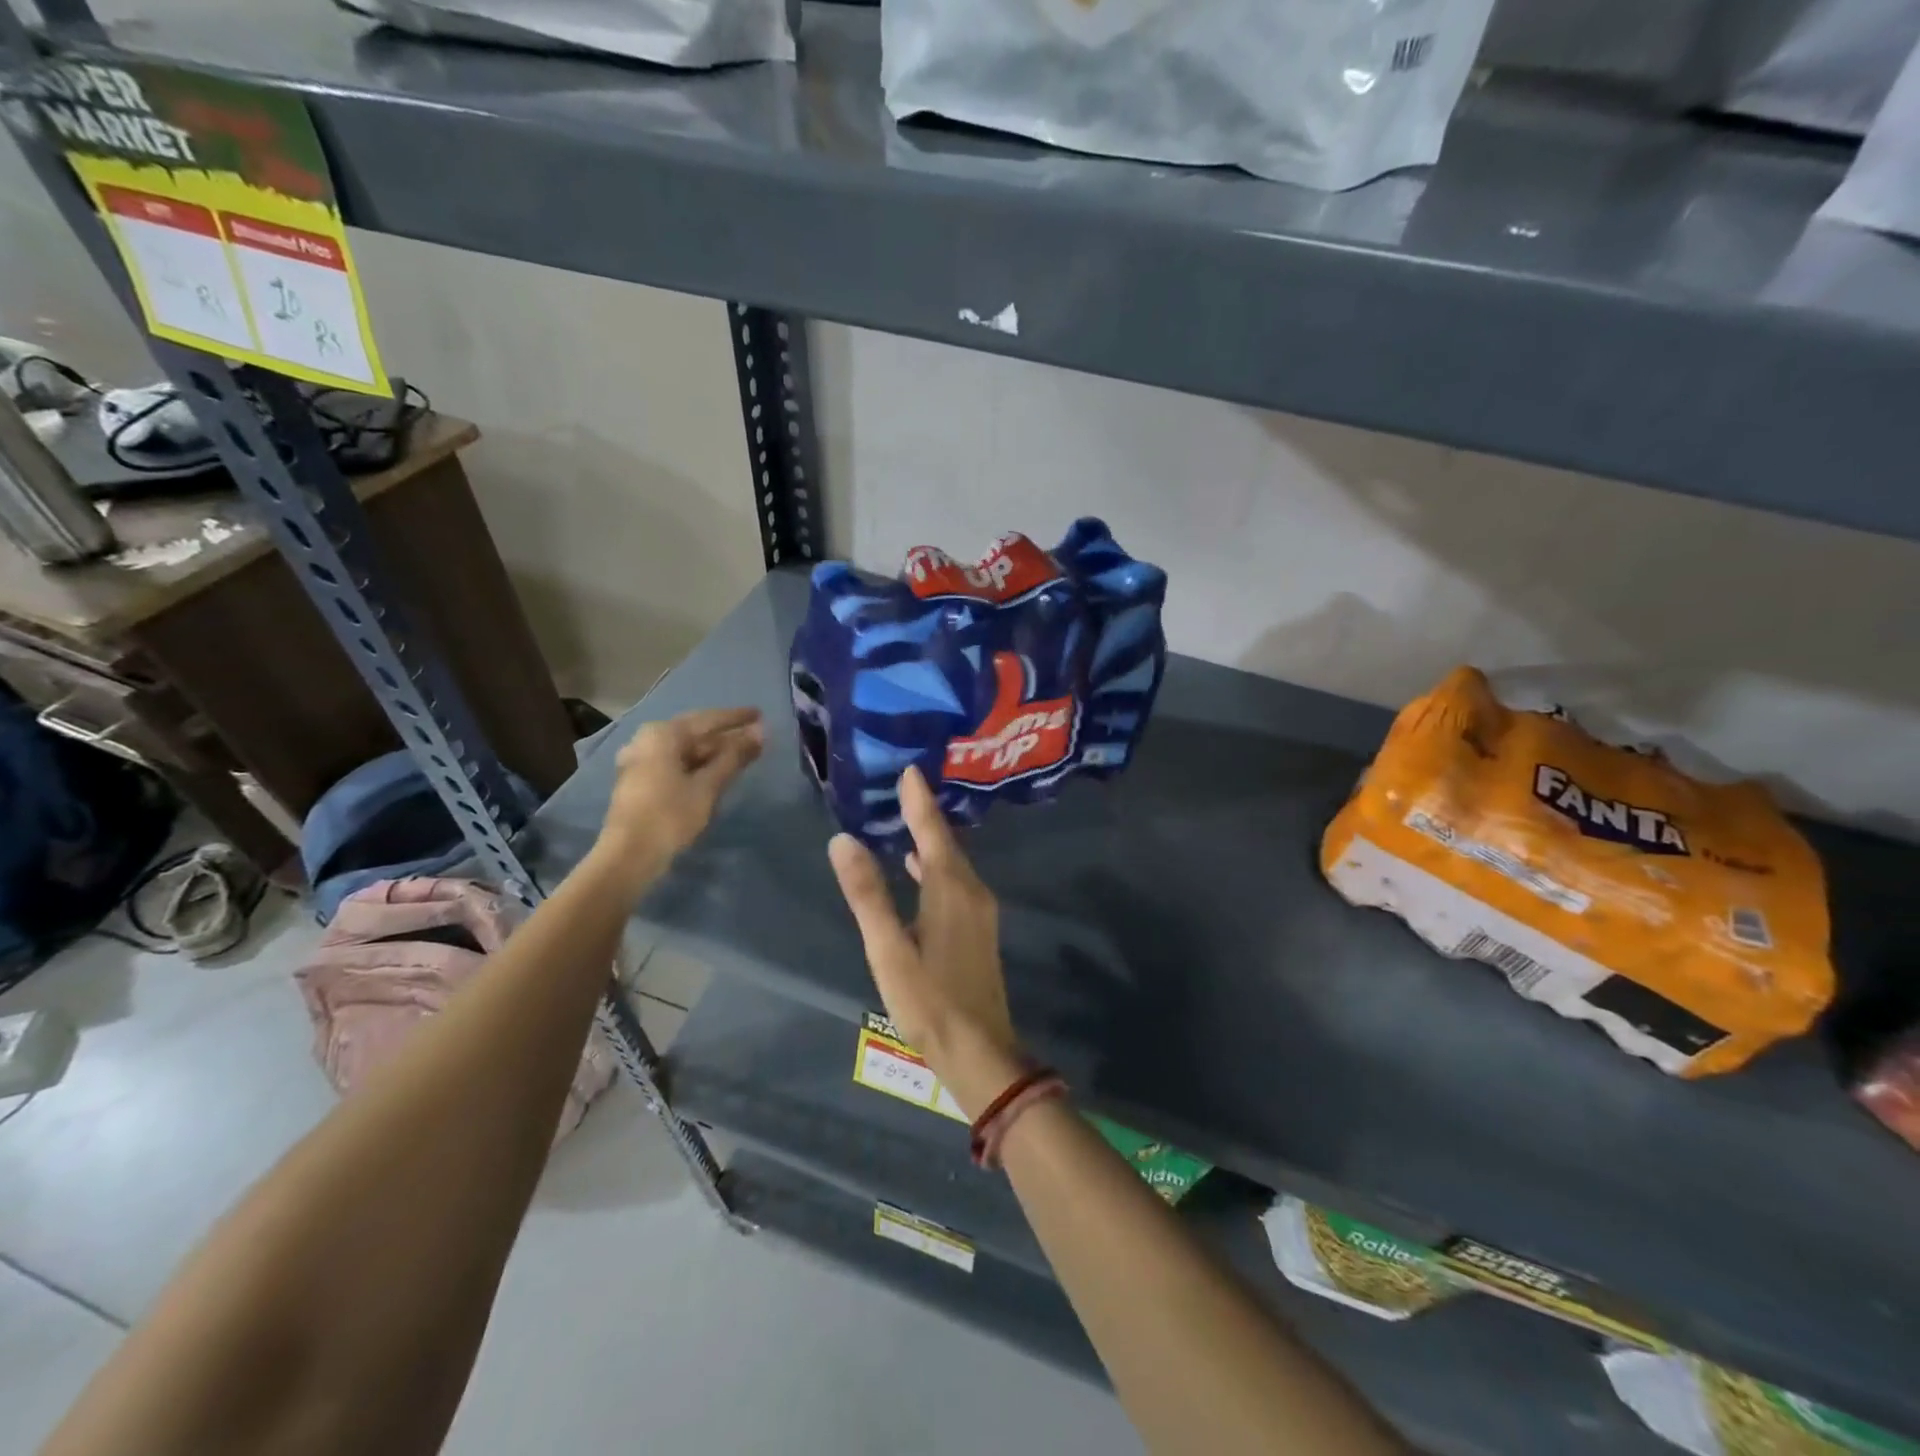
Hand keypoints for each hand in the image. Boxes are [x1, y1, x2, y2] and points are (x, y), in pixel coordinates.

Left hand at [592, 707, 762, 893]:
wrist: (629, 856)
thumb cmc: (670, 815)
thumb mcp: (708, 786)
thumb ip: (734, 756)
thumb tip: (760, 732)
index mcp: (663, 734)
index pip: (708, 719)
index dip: (736, 718)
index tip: (760, 713)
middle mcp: (647, 740)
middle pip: (695, 733)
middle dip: (726, 736)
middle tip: (755, 735)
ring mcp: (640, 761)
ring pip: (684, 750)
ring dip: (713, 752)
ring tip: (741, 754)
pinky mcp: (640, 781)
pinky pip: (675, 764)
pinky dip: (697, 765)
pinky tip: (716, 772)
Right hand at [828, 764, 1024, 1117]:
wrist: (980, 1051)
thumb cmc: (929, 1001)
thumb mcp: (888, 949)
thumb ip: (867, 894)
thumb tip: (843, 840)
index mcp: (951, 889)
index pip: (932, 831)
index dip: (919, 800)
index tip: (910, 769)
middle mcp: (971, 891)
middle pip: (946, 842)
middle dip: (925, 812)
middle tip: (903, 785)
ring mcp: (979, 911)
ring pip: (952, 863)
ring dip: (931, 839)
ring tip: (907, 819)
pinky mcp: (978, 929)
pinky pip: (955, 881)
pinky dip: (935, 867)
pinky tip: (918, 870)